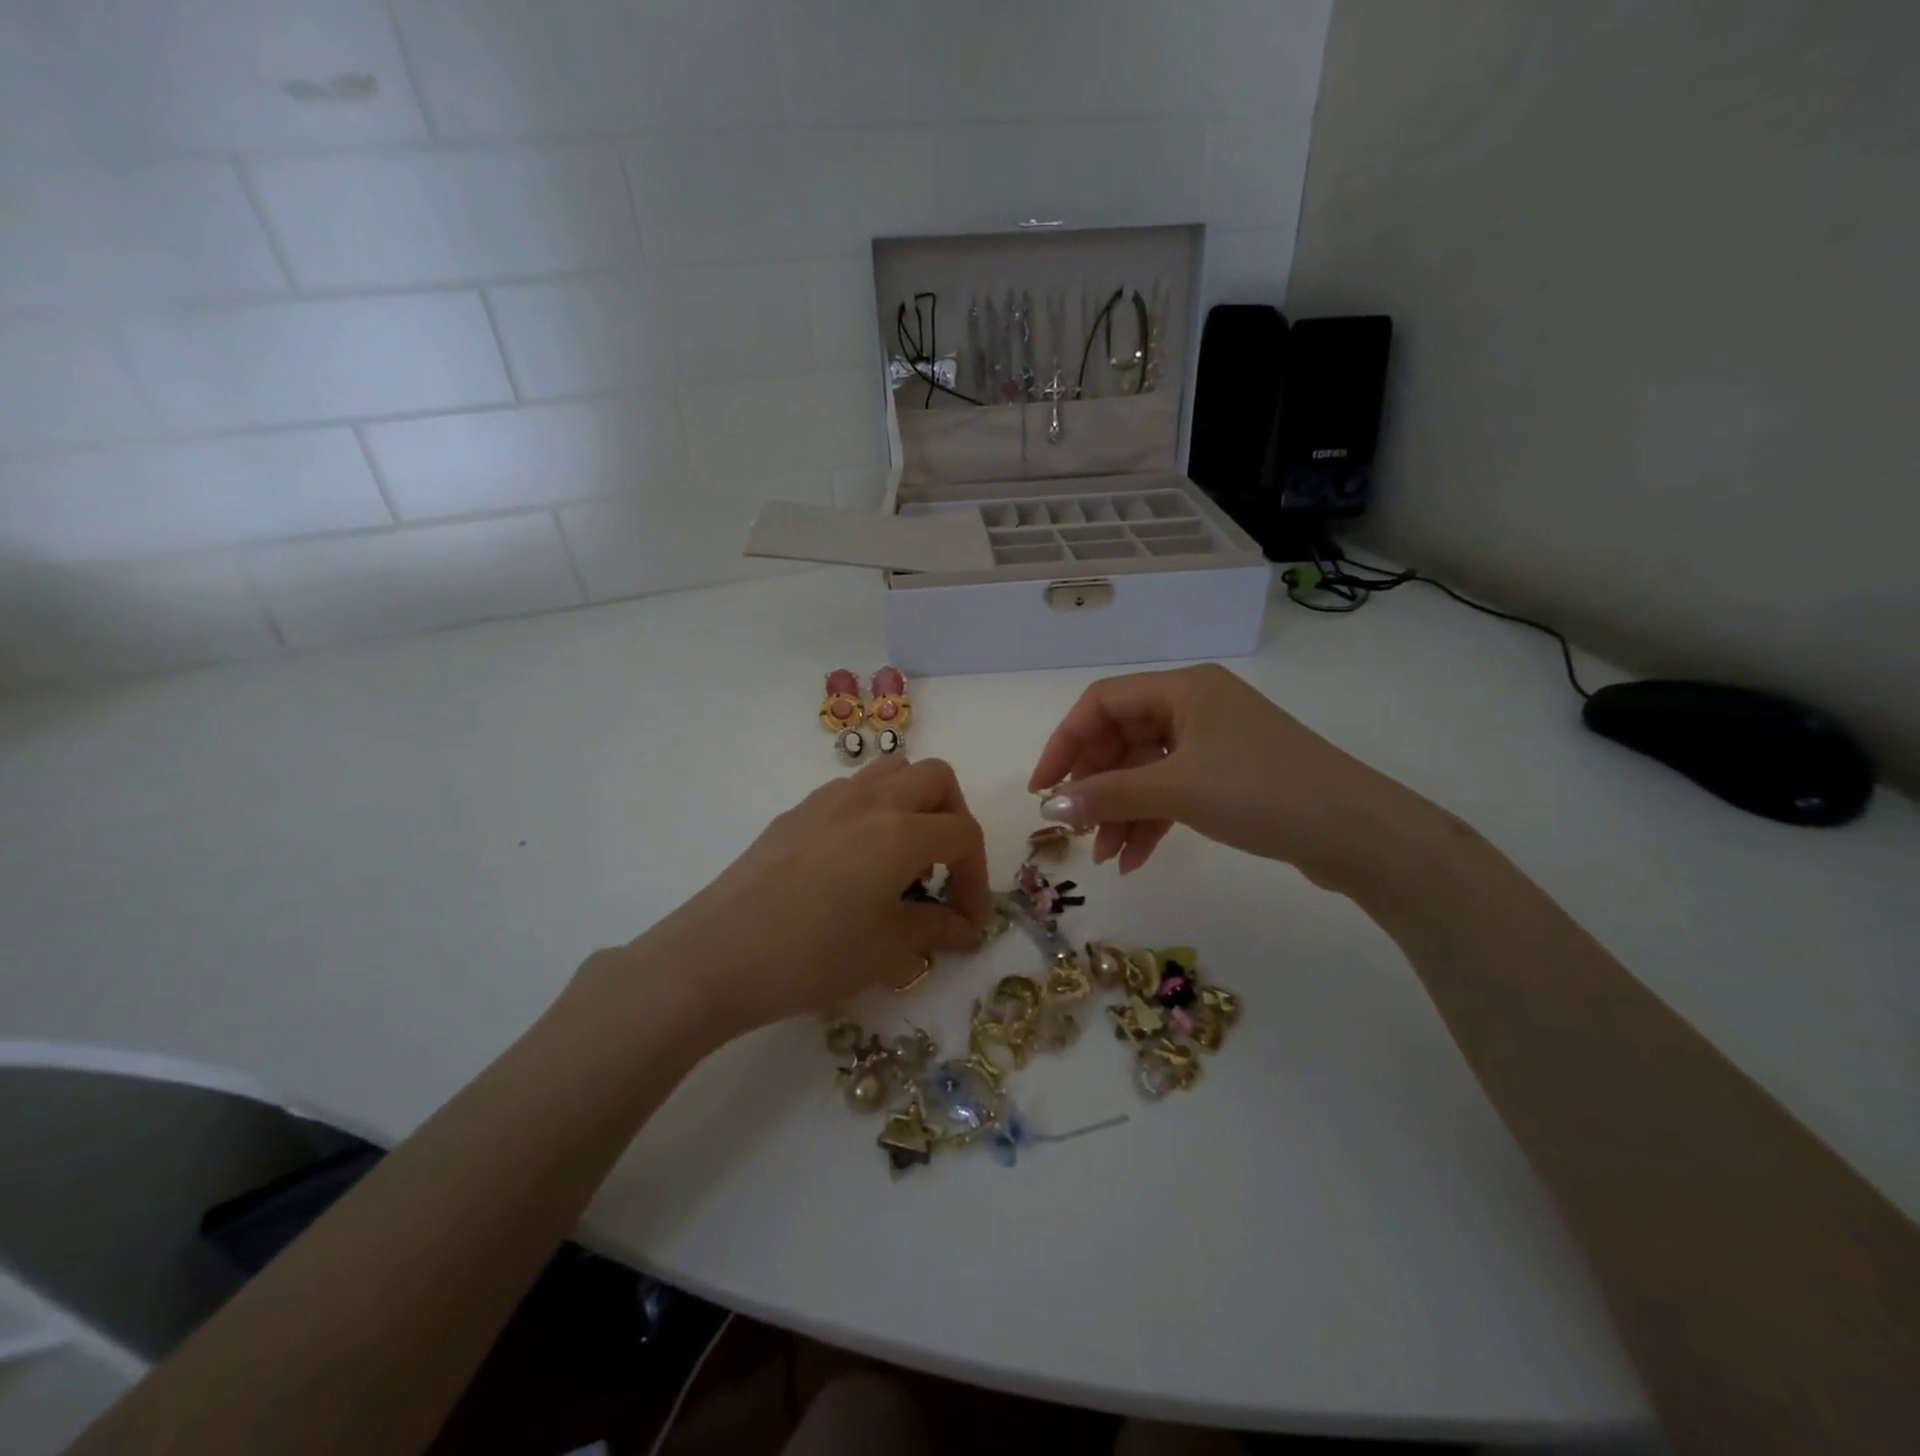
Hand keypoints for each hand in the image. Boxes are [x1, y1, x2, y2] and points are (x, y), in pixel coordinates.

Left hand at [619, 756, 990, 1040]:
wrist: (718, 955)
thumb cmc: (813, 955)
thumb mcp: (888, 950)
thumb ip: (937, 930)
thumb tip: (966, 929)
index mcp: (901, 832)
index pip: (963, 834)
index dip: (978, 877)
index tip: (968, 919)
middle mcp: (871, 800)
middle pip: (936, 779)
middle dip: (954, 818)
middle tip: (944, 869)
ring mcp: (829, 799)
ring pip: (892, 770)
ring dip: (914, 802)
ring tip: (903, 856)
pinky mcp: (797, 811)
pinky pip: (852, 790)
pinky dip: (874, 810)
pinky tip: (855, 861)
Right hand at [1026, 663, 1441, 890]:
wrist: (1357, 833)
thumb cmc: (1262, 792)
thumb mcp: (1177, 790)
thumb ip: (1108, 795)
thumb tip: (1049, 807)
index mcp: (1182, 689)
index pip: (1101, 704)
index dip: (1065, 744)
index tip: (1043, 789)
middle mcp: (1195, 706)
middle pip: (1122, 739)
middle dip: (1095, 787)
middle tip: (1075, 829)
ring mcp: (1214, 742)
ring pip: (1146, 771)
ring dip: (1120, 811)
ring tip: (1105, 858)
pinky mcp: (1229, 775)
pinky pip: (1172, 791)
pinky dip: (1151, 821)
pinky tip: (1136, 859)